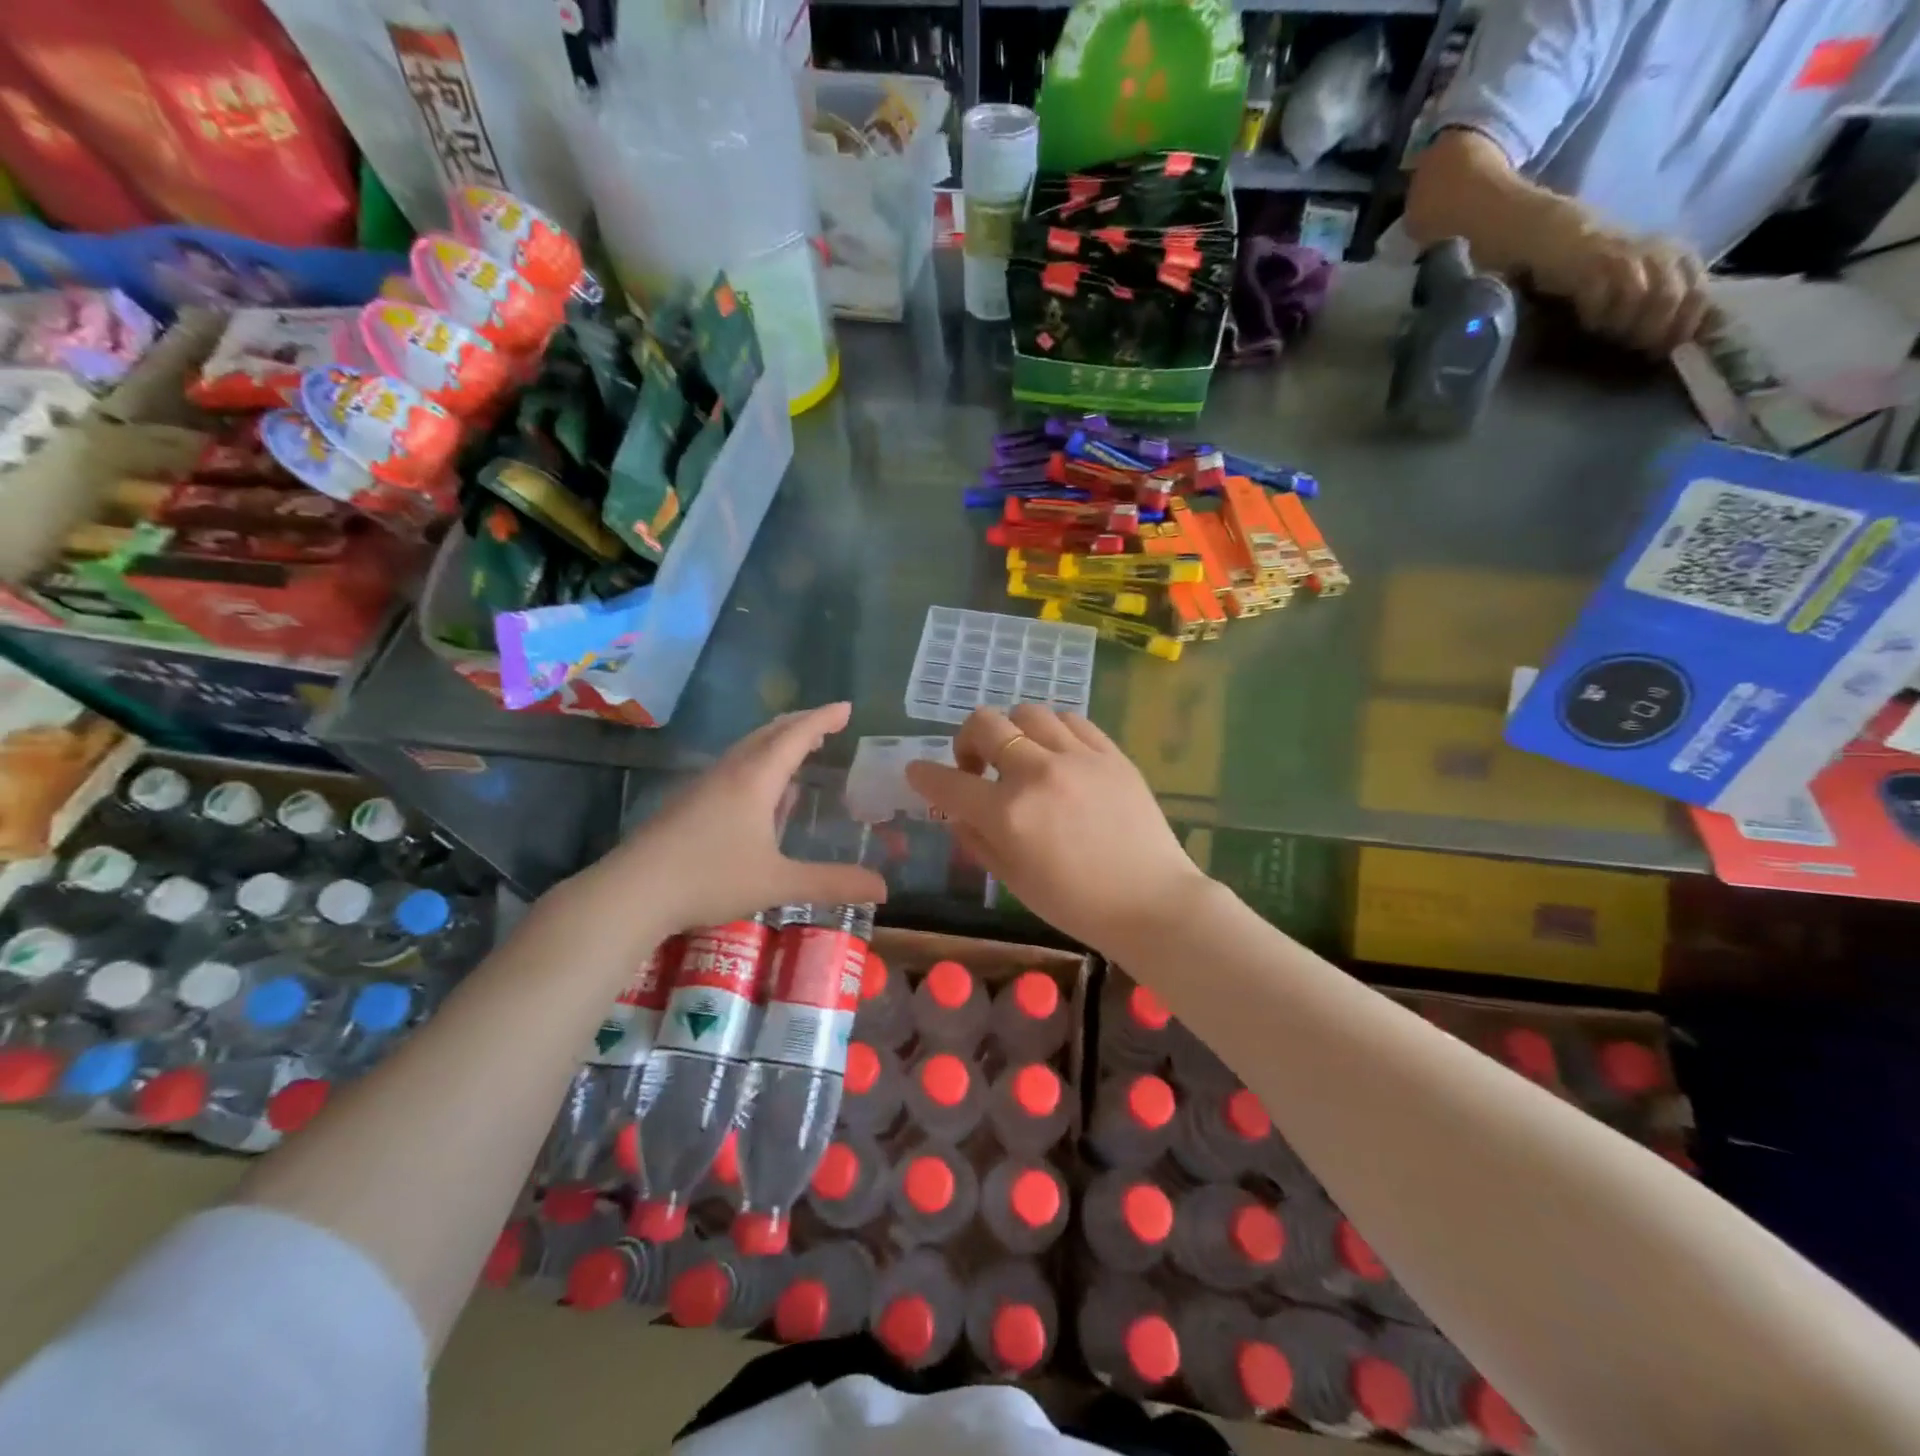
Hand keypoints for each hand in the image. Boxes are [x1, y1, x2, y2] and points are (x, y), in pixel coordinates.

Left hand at [574, 702, 886, 937]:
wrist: (631, 892)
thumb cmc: (709, 879)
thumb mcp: (778, 883)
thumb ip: (831, 883)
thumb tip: (884, 888)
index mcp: (755, 779)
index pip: (795, 736)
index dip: (823, 719)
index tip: (846, 707)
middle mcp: (729, 773)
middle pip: (769, 734)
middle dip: (800, 724)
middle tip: (826, 724)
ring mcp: (703, 786)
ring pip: (746, 750)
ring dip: (776, 743)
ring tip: (797, 750)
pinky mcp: (686, 803)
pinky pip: (731, 769)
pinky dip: (756, 765)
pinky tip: (758, 795)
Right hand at [904, 704, 1207, 952]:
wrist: (1152, 902)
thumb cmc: (1077, 904)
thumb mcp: (1013, 881)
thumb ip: (977, 841)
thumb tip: (958, 813)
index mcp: (1008, 814)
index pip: (948, 783)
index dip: (923, 775)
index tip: (917, 773)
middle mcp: (1038, 773)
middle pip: (985, 724)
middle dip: (966, 740)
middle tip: (977, 767)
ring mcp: (1078, 758)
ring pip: (1028, 712)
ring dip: (1012, 730)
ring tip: (1020, 756)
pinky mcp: (1111, 753)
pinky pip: (1071, 720)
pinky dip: (1052, 730)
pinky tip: (1056, 753)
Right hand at [1533, 212, 1709, 354]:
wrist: (1557, 237)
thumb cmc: (1598, 266)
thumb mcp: (1641, 277)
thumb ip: (1660, 297)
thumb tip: (1674, 338)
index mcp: (1679, 257)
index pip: (1698, 296)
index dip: (1683, 328)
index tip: (1665, 353)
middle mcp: (1661, 254)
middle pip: (1669, 301)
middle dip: (1652, 333)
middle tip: (1633, 352)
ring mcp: (1627, 259)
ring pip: (1640, 302)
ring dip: (1624, 327)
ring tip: (1609, 338)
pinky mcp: (1593, 267)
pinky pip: (1603, 300)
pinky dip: (1597, 318)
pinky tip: (1589, 324)